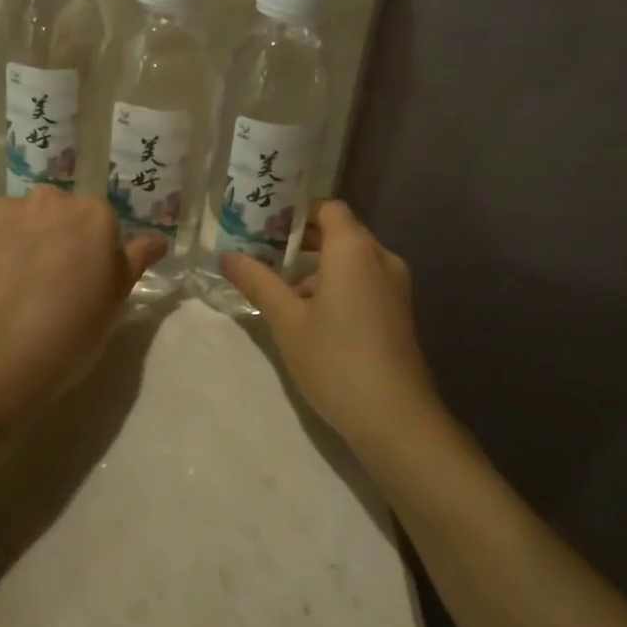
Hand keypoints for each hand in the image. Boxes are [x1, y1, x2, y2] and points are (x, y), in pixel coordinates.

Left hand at [0, 189, 164, 422]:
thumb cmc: (68, 333)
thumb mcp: (114, 303)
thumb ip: (133, 262)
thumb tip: (156, 241)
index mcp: (94, 215)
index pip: (103, 222)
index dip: (96, 252)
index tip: (88, 281)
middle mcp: (51, 201)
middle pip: (62, 213)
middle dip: (61, 237)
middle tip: (55, 283)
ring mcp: (6, 213)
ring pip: (24, 220)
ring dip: (26, 240)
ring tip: (18, 286)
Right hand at [219, 201, 441, 454]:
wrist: (396, 419)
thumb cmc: (336, 360)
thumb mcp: (287, 321)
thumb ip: (258, 282)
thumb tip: (227, 256)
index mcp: (354, 249)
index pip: (328, 208)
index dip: (298, 211)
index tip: (266, 225)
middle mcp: (381, 258)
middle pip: (341, 232)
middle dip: (303, 240)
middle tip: (264, 253)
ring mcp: (396, 286)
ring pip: (353, 260)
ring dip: (320, 267)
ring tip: (283, 291)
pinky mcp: (400, 312)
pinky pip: (366, 281)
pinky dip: (339, 285)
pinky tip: (314, 317)